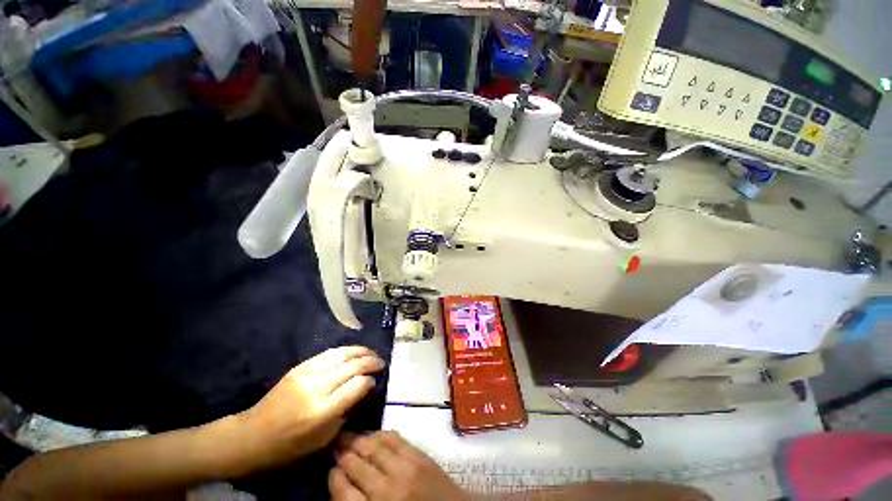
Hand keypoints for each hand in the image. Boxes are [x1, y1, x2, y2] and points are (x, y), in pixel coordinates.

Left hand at [237, 346, 384, 472]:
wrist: (251, 436)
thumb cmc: (289, 446)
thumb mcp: (322, 439)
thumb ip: (345, 412)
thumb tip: (361, 390)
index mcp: (322, 411)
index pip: (356, 386)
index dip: (369, 381)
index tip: (375, 381)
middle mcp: (316, 387)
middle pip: (351, 366)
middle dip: (370, 362)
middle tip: (381, 362)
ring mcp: (306, 373)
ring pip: (341, 354)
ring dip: (360, 351)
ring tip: (371, 353)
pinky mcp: (299, 367)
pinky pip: (328, 353)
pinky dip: (344, 351)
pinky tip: (352, 352)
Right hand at [330, 431, 470, 500]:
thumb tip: (341, 484)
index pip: (342, 493)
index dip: (334, 478)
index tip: (330, 469)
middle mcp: (385, 490)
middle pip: (356, 465)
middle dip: (342, 454)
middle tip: (333, 444)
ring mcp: (404, 469)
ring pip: (372, 447)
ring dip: (357, 440)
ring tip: (346, 435)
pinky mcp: (418, 455)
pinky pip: (393, 438)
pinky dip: (379, 434)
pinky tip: (371, 434)